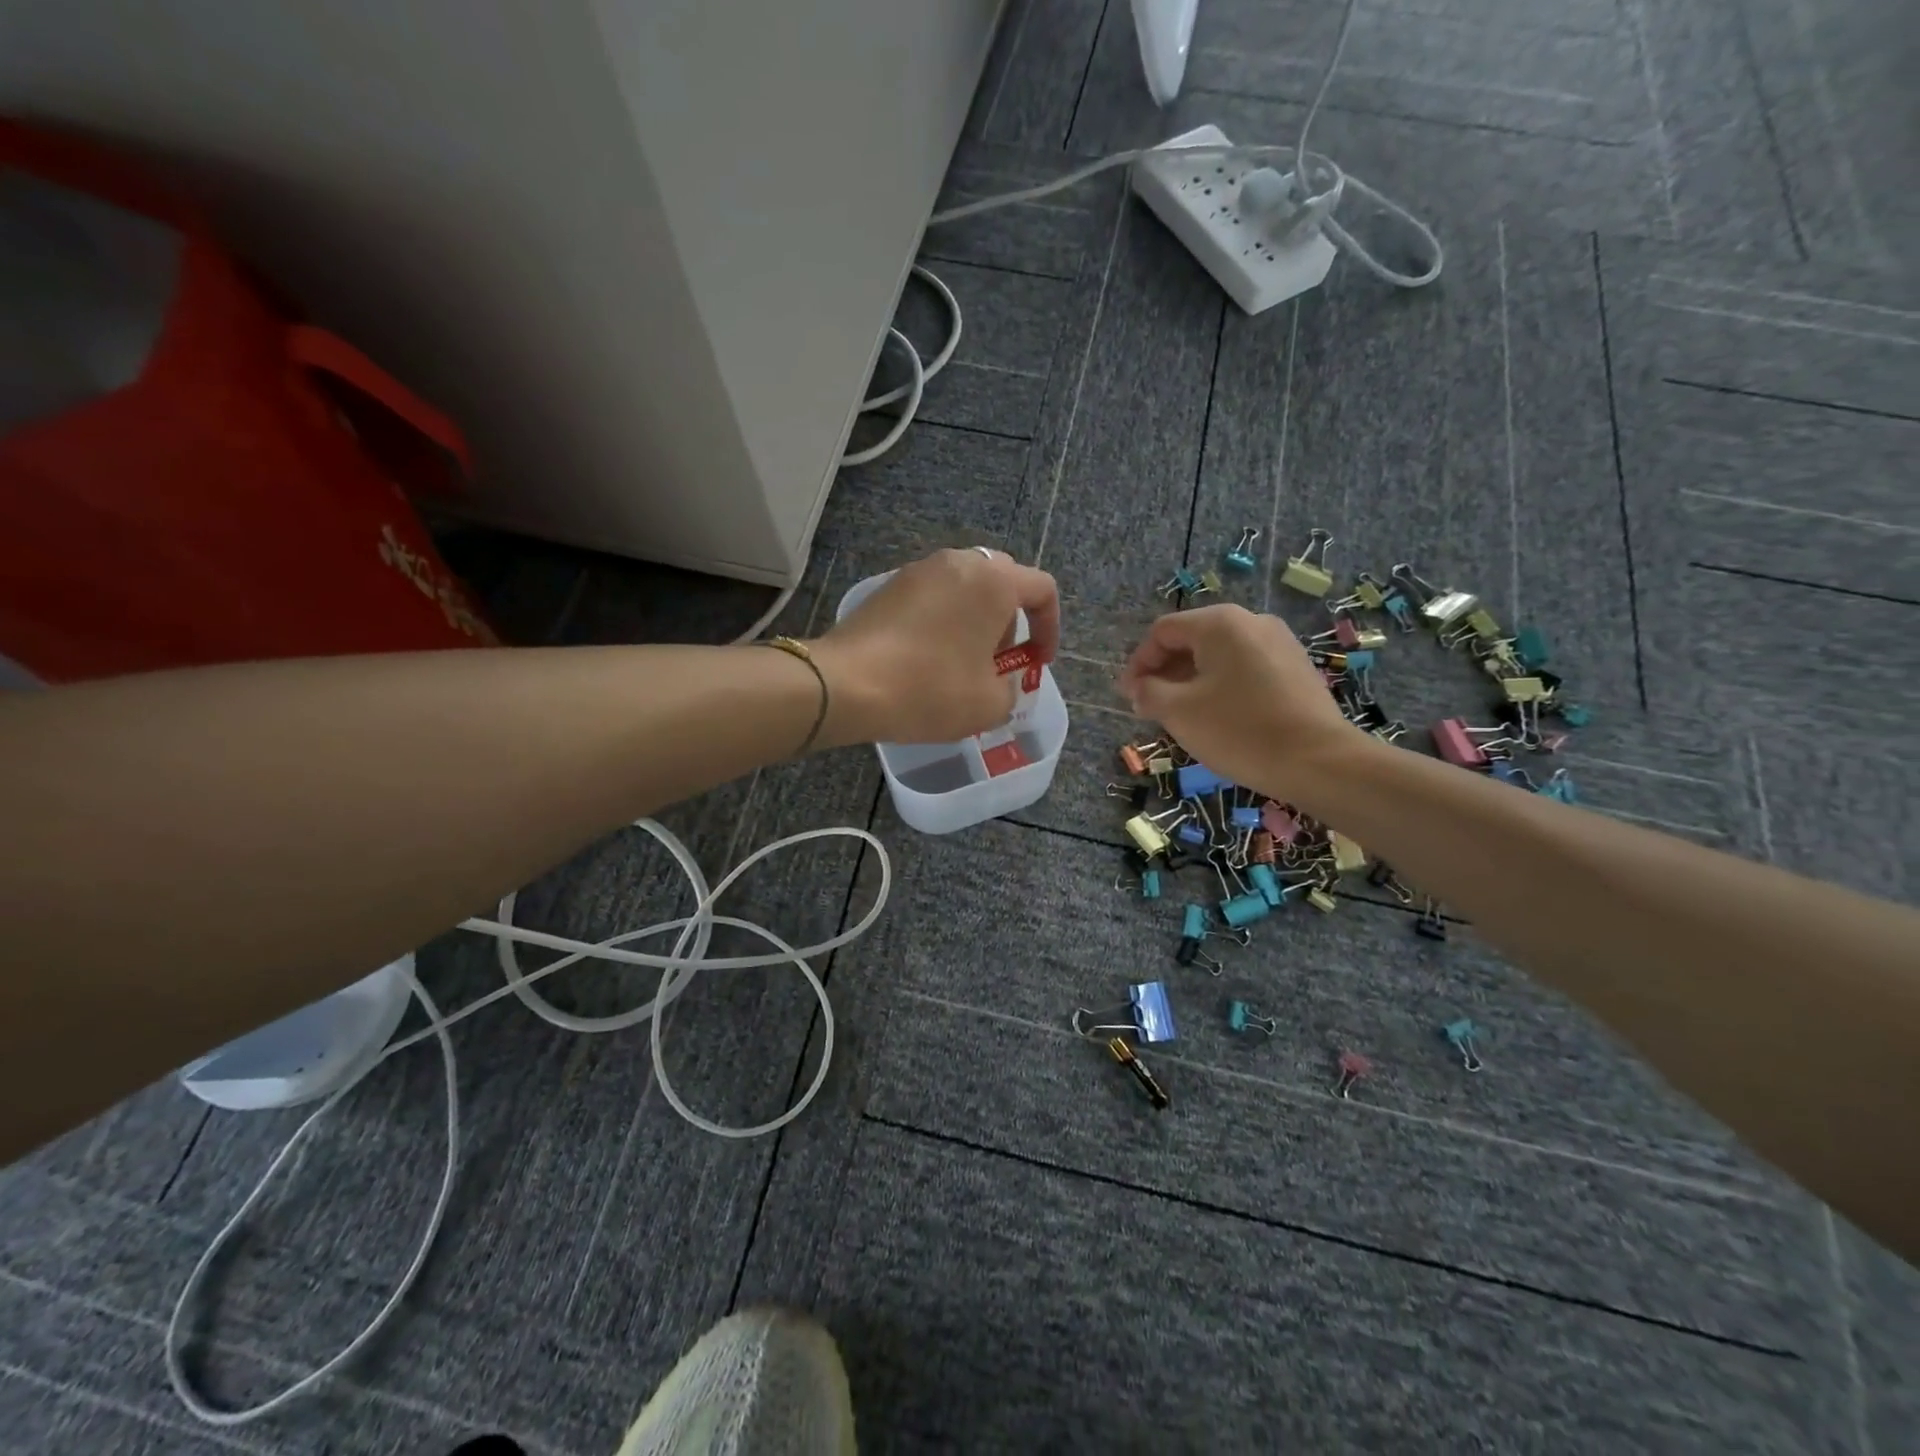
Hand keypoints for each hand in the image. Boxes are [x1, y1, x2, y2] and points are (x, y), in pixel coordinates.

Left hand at [808, 548, 1060, 745]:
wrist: (847, 684)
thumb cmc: (930, 689)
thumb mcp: (989, 704)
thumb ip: (1011, 688)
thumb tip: (1001, 681)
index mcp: (994, 581)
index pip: (1042, 590)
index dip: (1050, 628)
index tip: (1037, 662)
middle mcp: (959, 562)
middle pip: (1003, 582)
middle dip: (1010, 621)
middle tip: (998, 660)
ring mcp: (919, 570)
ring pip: (964, 587)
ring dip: (974, 619)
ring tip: (962, 662)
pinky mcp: (889, 585)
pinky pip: (933, 596)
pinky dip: (943, 620)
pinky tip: (927, 657)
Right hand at [1116, 604, 1365, 797]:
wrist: (1319, 761)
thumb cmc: (1239, 730)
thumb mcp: (1179, 712)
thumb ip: (1149, 692)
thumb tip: (1139, 687)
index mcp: (1220, 623)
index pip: (1163, 632)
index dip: (1139, 663)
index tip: (1129, 696)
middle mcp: (1251, 621)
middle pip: (1192, 639)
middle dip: (1165, 672)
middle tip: (1150, 707)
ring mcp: (1279, 643)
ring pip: (1220, 656)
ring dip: (1191, 681)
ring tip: (1181, 715)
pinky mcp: (1296, 668)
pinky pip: (1245, 669)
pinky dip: (1221, 686)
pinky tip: (1218, 717)